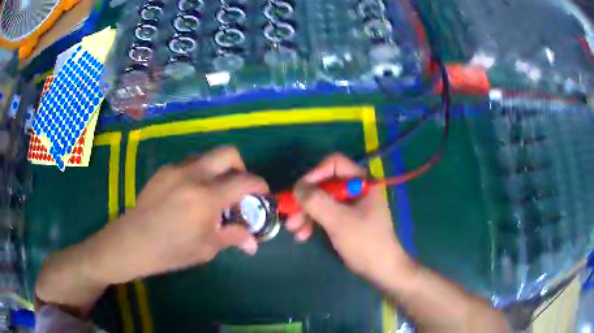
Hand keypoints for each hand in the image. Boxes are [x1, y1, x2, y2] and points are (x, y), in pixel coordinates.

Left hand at [95, 146, 268, 281]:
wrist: (132, 242)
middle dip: (240, 166)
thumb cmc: (171, 251)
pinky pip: (189, 165)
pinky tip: (190, 196)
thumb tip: (253, 242)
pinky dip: (199, 174)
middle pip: (227, 152)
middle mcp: (192, 175)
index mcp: (206, 197)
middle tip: (238, 187)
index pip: (243, 180)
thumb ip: (233, 237)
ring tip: (213, 193)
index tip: (262, 193)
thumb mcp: (206, 248)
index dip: (259, 184)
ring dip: (217, 170)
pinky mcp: (163, 171)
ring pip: (206, 156)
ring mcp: (175, 169)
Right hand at [286, 153, 412, 287]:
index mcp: (362, 182)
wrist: (380, 270)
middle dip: (305, 200)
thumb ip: (316, 201)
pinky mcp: (344, 221)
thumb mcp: (339, 220)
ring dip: (305, 213)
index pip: (334, 164)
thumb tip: (296, 187)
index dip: (315, 173)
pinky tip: (302, 235)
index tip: (300, 190)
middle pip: (324, 184)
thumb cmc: (365, 242)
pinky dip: (312, 223)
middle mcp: (355, 189)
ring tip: (293, 229)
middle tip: (289, 213)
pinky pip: (324, 215)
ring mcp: (349, 206)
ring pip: (321, 201)